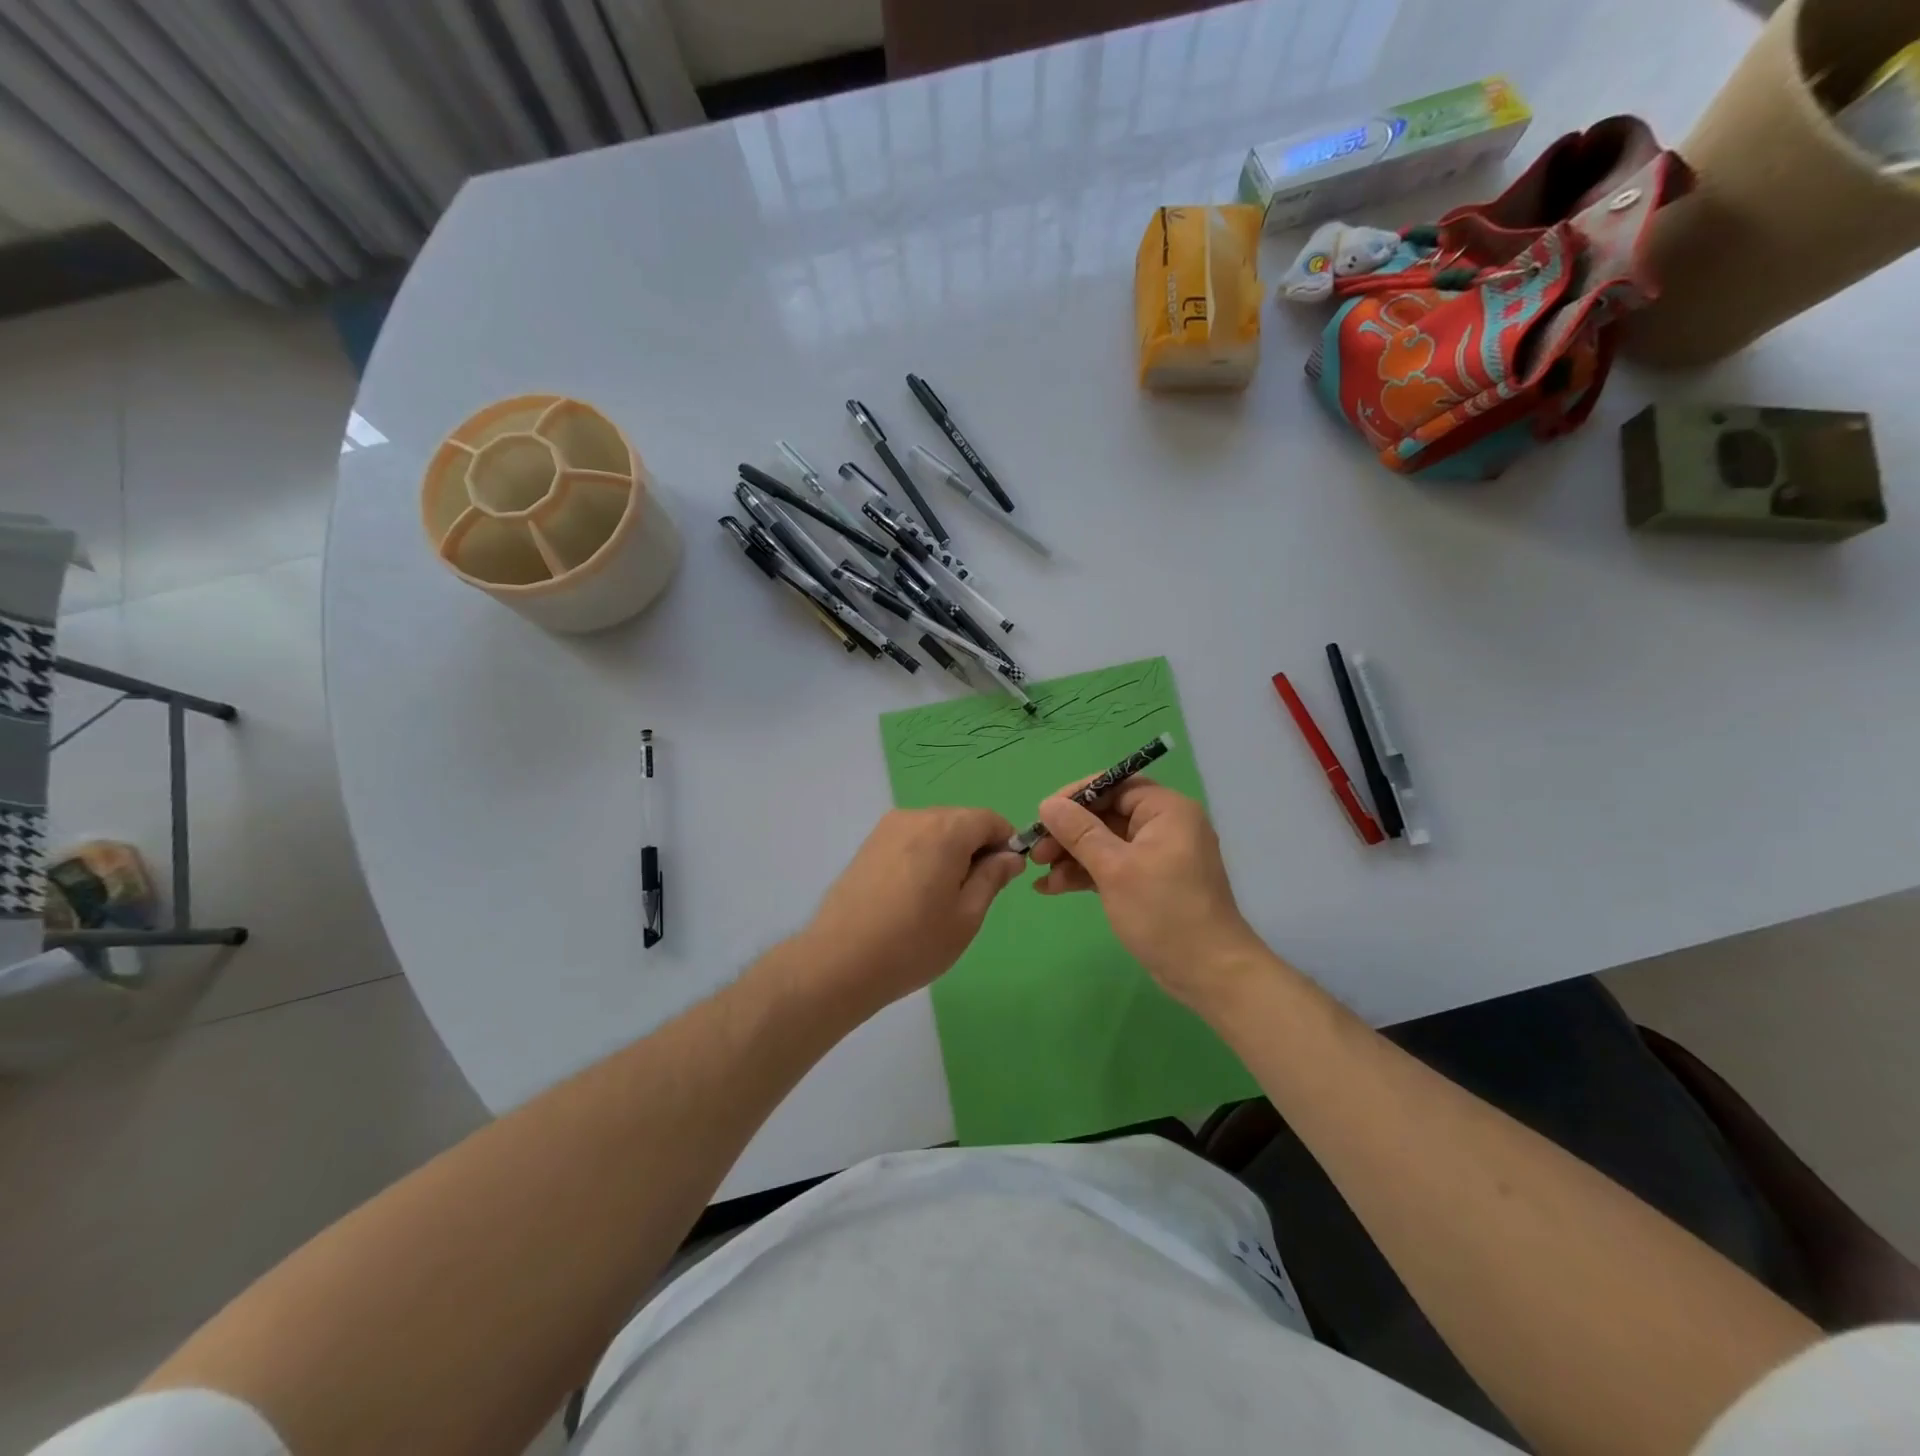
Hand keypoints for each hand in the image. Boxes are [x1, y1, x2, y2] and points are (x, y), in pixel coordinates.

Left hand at [792, 808, 1025, 1011]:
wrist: (840, 961)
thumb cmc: (914, 943)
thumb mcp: (967, 916)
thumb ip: (992, 877)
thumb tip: (1010, 856)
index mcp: (946, 829)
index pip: (990, 820)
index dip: (1005, 844)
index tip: (1002, 878)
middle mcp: (916, 817)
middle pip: (961, 821)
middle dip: (975, 848)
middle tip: (971, 896)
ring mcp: (887, 828)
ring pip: (934, 830)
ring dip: (948, 853)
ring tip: (938, 900)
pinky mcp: (868, 845)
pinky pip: (910, 840)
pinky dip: (922, 857)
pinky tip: (912, 895)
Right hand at [1032, 778, 1268, 1009]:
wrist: (1209, 974)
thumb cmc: (1164, 912)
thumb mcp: (1115, 869)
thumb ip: (1079, 832)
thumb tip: (1047, 804)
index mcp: (1166, 811)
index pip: (1115, 785)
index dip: (1076, 796)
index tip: (1043, 814)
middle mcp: (1164, 826)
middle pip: (1106, 815)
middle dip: (1068, 832)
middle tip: (1036, 851)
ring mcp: (1157, 856)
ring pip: (1105, 843)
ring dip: (1071, 856)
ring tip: (1038, 874)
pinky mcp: (1150, 883)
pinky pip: (1112, 866)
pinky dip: (1086, 874)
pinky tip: (1052, 887)